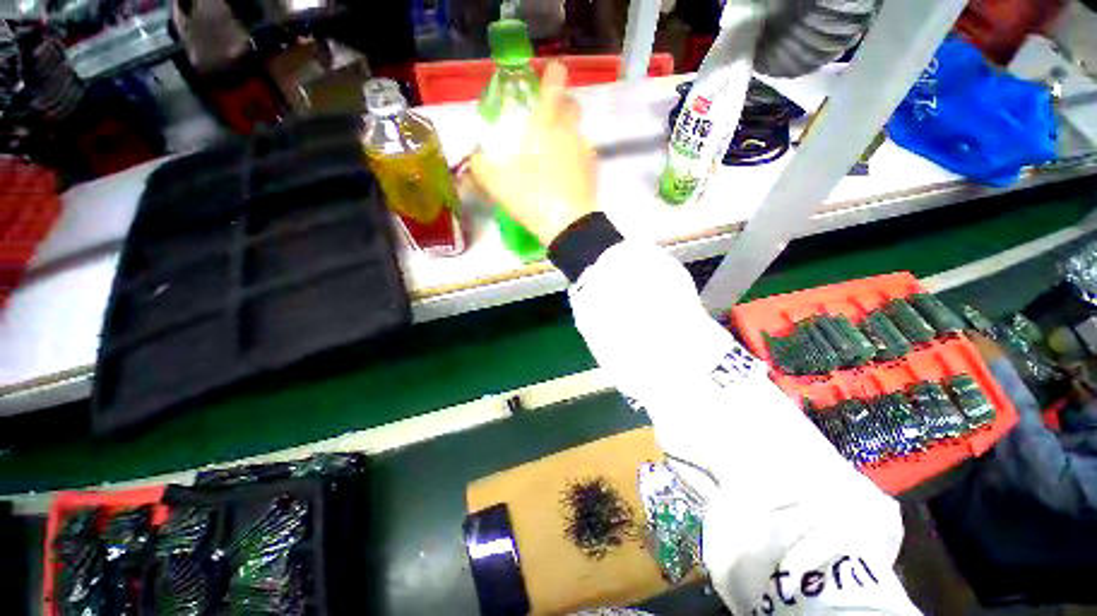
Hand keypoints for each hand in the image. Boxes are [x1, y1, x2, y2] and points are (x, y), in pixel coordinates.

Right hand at [466, 62, 597, 245]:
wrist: (569, 226)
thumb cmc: (533, 198)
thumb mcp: (498, 184)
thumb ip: (481, 167)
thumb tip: (474, 158)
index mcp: (546, 126)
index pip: (554, 86)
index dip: (553, 76)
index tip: (551, 77)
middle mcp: (570, 132)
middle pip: (572, 106)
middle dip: (562, 105)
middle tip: (547, 122)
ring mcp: (585, 152)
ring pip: (578, 132)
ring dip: (567, 136)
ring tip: (552, 158)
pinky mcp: (594, 171)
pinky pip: (584, 155)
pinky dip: (575, 158)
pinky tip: (564, 176)